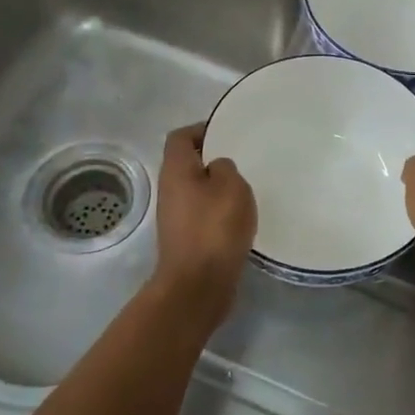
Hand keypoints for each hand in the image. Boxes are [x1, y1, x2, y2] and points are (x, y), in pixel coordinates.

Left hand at [151, 123, 256, 324]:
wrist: (198, 285)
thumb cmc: (215, 228)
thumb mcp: (231, 186)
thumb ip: (225, 168)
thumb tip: (217, 169)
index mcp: (176, 170)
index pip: (181, 137)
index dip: (201, 129)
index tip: (227, 131)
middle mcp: (169, 190)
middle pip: (187, 163)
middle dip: (212, 159)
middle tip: (242, 159)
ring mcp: (175, 217)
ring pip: (196, 190)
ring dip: (216, 187)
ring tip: (245, 189)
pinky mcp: (185, 239)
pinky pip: (202, 214)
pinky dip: (218, 211)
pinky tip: (240, 218)